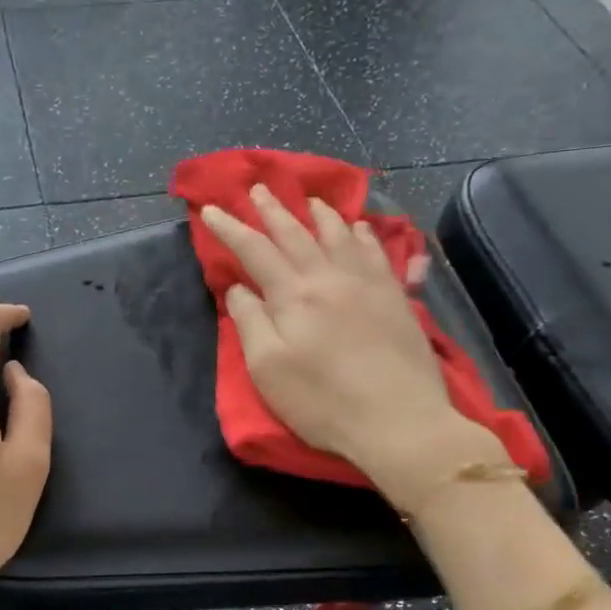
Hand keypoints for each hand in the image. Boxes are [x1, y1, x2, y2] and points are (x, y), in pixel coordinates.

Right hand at [199, 186, 505, 506]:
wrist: (400, 421)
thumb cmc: (323, 402)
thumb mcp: (268, 369)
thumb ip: (251, 322)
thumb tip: (240, 288)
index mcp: (293, 295)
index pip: (254, 250)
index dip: (230, 228)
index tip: (210, 209)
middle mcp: (329, 277)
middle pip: (296, 234)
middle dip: (272, 210)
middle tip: (258, 188)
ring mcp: (367, 284)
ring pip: (340, 236)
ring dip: (320, 214)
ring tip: (309, 199)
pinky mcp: (396, 298)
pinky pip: (377, 253)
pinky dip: (364, 235)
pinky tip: (360, 228)